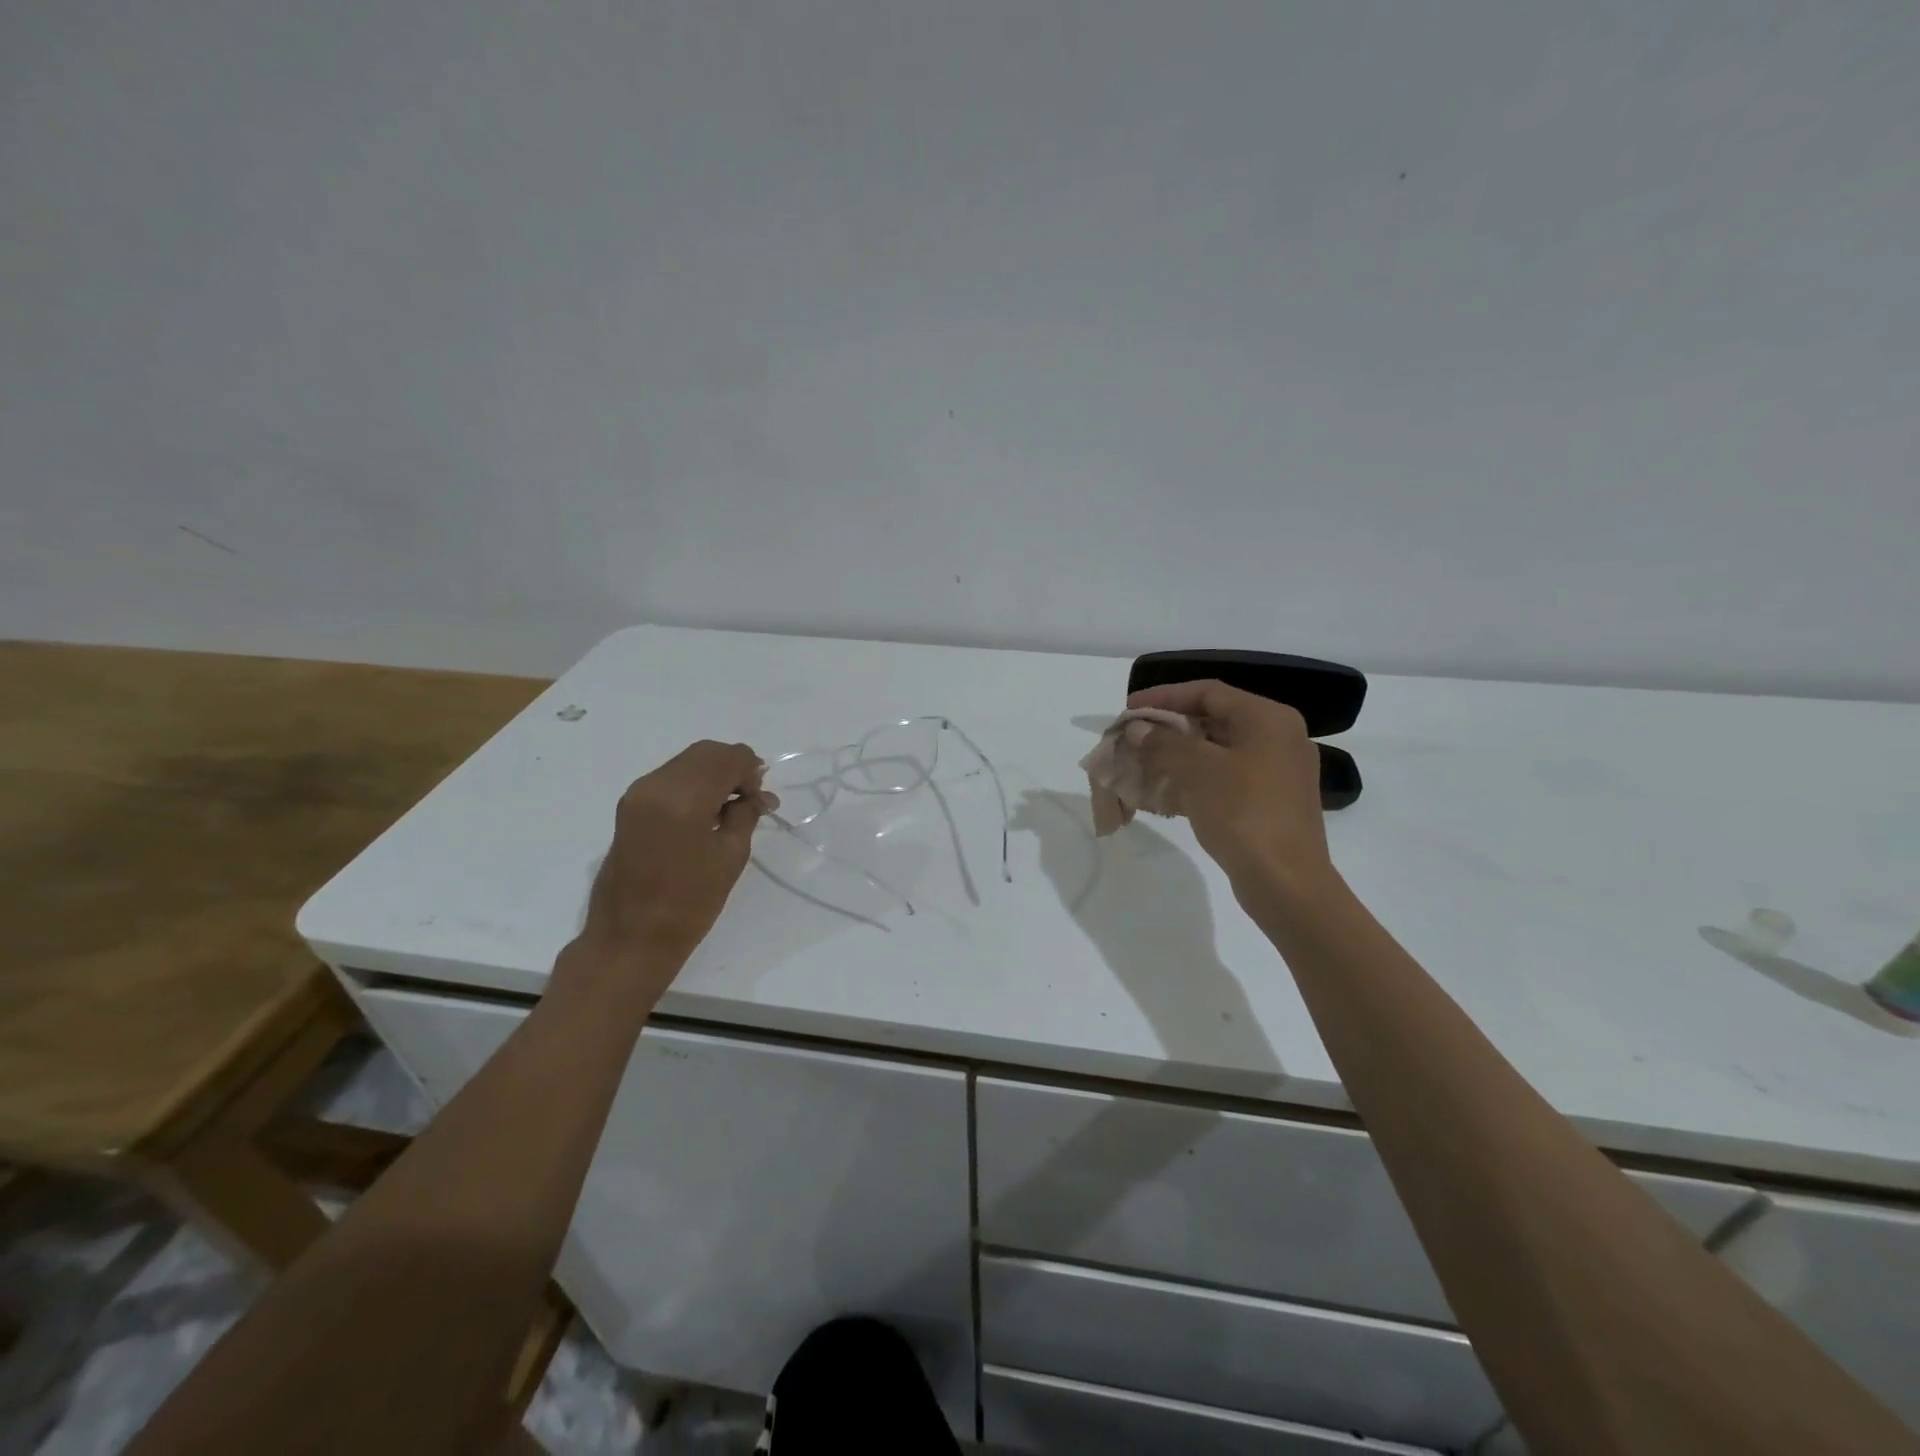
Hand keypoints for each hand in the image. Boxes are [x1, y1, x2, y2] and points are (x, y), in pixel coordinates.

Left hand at [571, 741, 775, 986]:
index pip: (727, 758)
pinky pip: (670, 779)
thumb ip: (745, 815)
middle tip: (752, 799)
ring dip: (713, 774)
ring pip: (686, 763)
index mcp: (684, 797)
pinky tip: (707, 811)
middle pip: (705, 753)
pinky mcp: (629, 807)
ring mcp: (637, 794)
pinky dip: (694, 784)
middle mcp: (655, 785)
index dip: (751, 770)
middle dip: (733, 767)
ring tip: (732, 808)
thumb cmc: (689, 903)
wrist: (631, 939)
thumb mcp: (731, 856)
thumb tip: (754, 796)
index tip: (761, 799)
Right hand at [1129, 679, 1332, 892]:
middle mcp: (1278, 738)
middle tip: (1133, 738)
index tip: (1129, 708)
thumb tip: (1138, 728)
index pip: (1208, 692)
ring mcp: (1278, 772)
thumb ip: (1163, 743)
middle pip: (1214, 720)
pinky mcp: (1270, 802)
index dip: (1164, 697)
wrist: (1285, 882)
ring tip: (1141, 765)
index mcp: (1268, 719)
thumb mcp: (1197, 770)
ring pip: (1218, 752)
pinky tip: (1165, 793)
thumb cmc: (1243, 813)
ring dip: (1178, 756)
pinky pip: (1226, 778)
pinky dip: (1195, 780)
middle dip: (1169, 728)